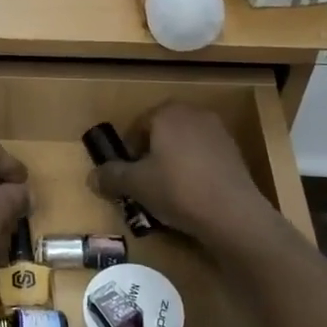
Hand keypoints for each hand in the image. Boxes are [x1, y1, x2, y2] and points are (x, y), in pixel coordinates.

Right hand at [87, 104, 274, 245]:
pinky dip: (194, 169)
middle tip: (144, 181)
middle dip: (151, 153)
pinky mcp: (235, 152)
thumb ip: (112, 176)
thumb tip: (91, 177)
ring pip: (184, 144)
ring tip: (167, 189)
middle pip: (162, 132)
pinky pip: (204, 157)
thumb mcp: (136, 185)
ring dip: (173, 161)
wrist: (233, 213)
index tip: (126, 174)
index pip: (138, 126)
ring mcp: (218, 131)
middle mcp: (193, 114)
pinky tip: (192, 194)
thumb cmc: (177, 190)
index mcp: (167, 113)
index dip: (128, 150)